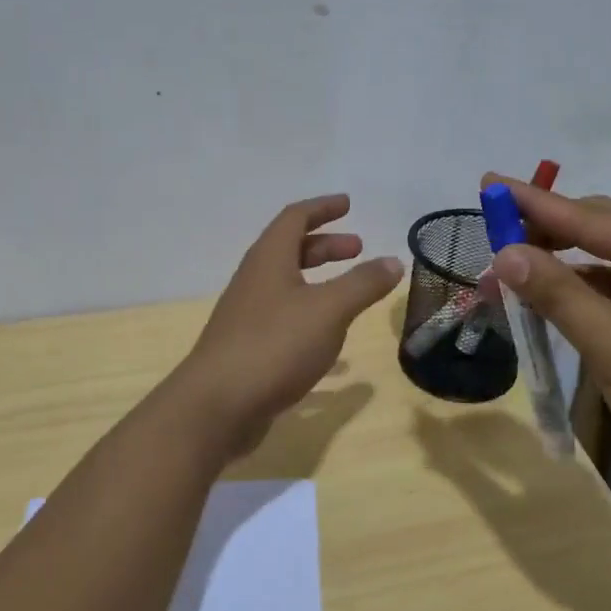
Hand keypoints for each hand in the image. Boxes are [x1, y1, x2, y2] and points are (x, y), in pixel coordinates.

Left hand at [175, 195, 401, 446]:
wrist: (217, 405)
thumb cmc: (275, 345)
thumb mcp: (328, 310)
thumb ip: (362, 284)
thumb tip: (393, 260)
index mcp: (269, 259)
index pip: (295, 218)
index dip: (322, 208)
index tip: (348, 204)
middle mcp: (254, 281)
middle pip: (290, 250)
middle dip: (325, 245)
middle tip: (358, 249)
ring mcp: (247, 315)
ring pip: (287, 285)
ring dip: (318, 280)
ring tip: (350, 292)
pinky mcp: (248, 348)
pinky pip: (285, 319)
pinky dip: (311, 317)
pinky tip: (332, 344)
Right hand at [480, 174, 610, 521]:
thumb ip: (558, 295)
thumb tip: (505, 252)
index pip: (588, 215)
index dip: (532, 202)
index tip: (486, 183)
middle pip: (597, 230)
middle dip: (541, 235)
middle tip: (489, 241)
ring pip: (604, 265)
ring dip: (556, 271)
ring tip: (505, 278)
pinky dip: (579, 298)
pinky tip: (547, 307)